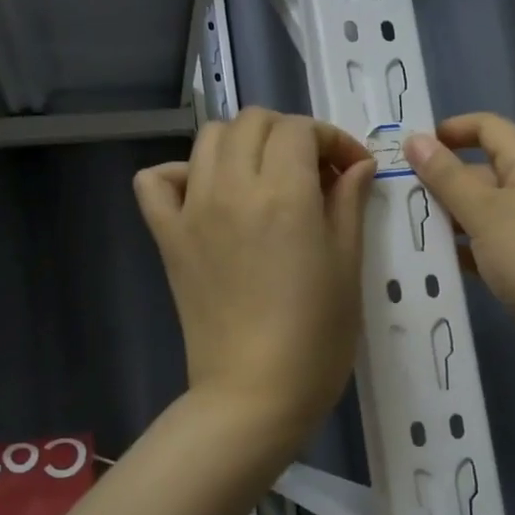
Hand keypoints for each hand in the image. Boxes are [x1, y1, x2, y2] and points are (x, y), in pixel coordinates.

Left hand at [134, 109, 375, 456]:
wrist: (255, 393)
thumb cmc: (317, 335)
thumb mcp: (348, 265)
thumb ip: (349, 203)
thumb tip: (358, 164)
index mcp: (283, 194)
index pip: (301, 130)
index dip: (332, 138)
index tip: (351, 168)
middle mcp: (231, 188)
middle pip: (253, 122)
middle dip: (290, 133)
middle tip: (314, 171)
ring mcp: (192, 210)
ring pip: (208, 139)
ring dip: (243, 143)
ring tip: (267, 176)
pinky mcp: (168, 237)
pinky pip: (156, 181)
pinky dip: (180, 174)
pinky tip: (207, 194)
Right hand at [403, 113, 514, 365]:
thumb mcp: (484, 210)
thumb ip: (446, 176)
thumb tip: (415, 139)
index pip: (488, 128)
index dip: (451, 130)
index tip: (410, 148)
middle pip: (479, 172)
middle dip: (439, 181)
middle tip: (392, 196)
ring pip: (480, 213)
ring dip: (446, 219)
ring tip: (399, 229)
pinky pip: (486, 248)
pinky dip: (462, 252)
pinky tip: (429, 264)